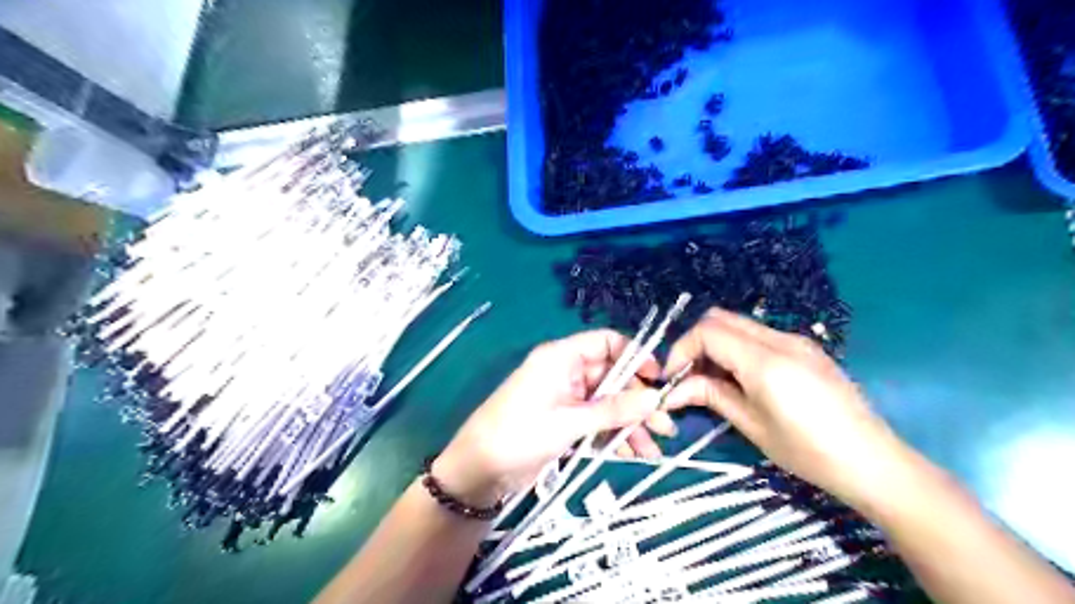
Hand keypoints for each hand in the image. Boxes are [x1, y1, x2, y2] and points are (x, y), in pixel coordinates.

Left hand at [434, 328, 667, 507]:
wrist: (479, 470)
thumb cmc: (520, 434)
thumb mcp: (569, 422)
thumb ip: (613, 410)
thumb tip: (655, 398)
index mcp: (562, 357)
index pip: (606, 343)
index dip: (635, 356)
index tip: (658, 379)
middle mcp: (567, 372)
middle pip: (613, 377)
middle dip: (639, 401)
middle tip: (665, 426)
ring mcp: (567, 399)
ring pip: (608, 403)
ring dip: (631, 424)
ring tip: (654, 449)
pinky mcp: (565, 422)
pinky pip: (597, 422)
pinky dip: (613, 436)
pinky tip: (632, 454)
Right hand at [670, 307, 908, 503]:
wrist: (873, 462)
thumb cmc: (808, 452)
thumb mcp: (752, 426)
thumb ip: (711, 396)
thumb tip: (674, 390)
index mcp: (765, 361)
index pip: (708, 332)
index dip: (681, 350)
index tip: (673, 378)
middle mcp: (779, 339)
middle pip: (720, 318)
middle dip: (695, 342)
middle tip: (688, 375)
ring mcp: (795, 340)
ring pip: (738, 324)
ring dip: (715, 344)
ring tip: (711, 380)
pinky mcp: (805, 348)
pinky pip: (758, 335)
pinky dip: (736, 348)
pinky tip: (740, 378)